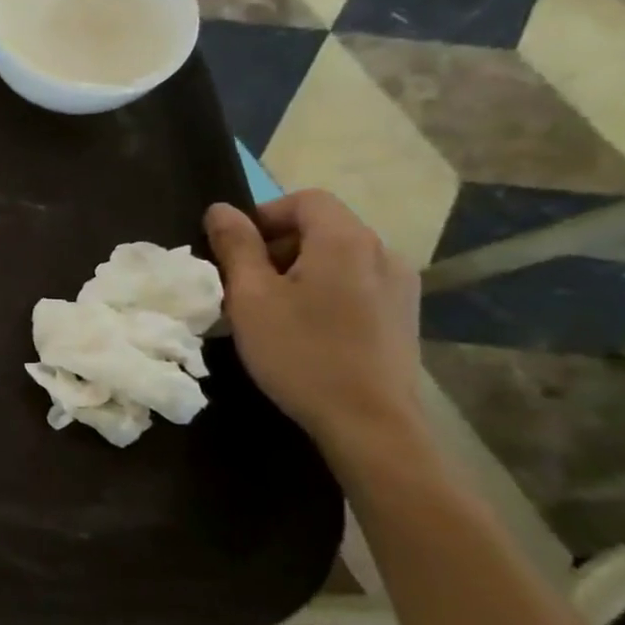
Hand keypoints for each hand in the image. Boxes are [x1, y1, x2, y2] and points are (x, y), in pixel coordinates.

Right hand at [204, 191, 421, 447]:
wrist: (370, 424)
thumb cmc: (301, 353)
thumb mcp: (251, 298)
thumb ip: (235, 247)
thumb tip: (221, 209)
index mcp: (346, 241)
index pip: (305, 200)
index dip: (264, 215)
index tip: (236, 250)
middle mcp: (382, 252)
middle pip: (324, 226)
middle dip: (279, 244)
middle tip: (246, 282)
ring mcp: (400, 286)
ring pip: (340, 256)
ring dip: (302, 268)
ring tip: (274, 307)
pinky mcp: (403, 315)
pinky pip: (357, 282)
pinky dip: (327, 289)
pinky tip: (308, 327)